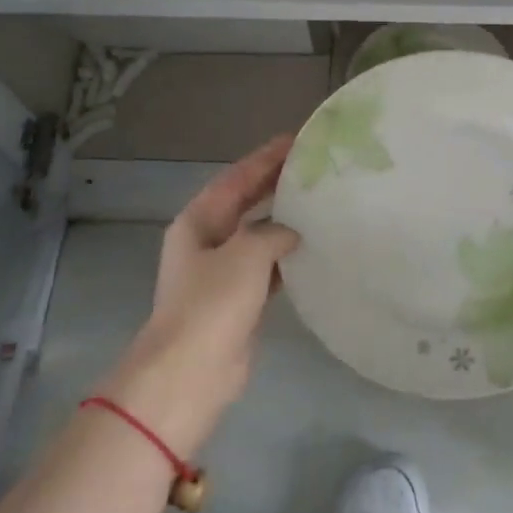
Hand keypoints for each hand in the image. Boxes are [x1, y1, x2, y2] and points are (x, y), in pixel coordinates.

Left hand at [97, 136, 298, 458]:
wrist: (193, 371)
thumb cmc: (213, 303)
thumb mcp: (246, 253)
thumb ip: (272, 232)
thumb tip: (290, 234)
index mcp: (198, 222)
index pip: (236, 179)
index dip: (265, 158)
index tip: (296, 140)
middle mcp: (207, 242)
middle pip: (245, 204)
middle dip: (274, 184)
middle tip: (312, 166)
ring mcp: (221, 273)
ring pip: (257, 236)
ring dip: (283, 221)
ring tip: (319, 202)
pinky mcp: (239, 301)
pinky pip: (267, 268)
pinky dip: (287, 256)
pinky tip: (312, 248)